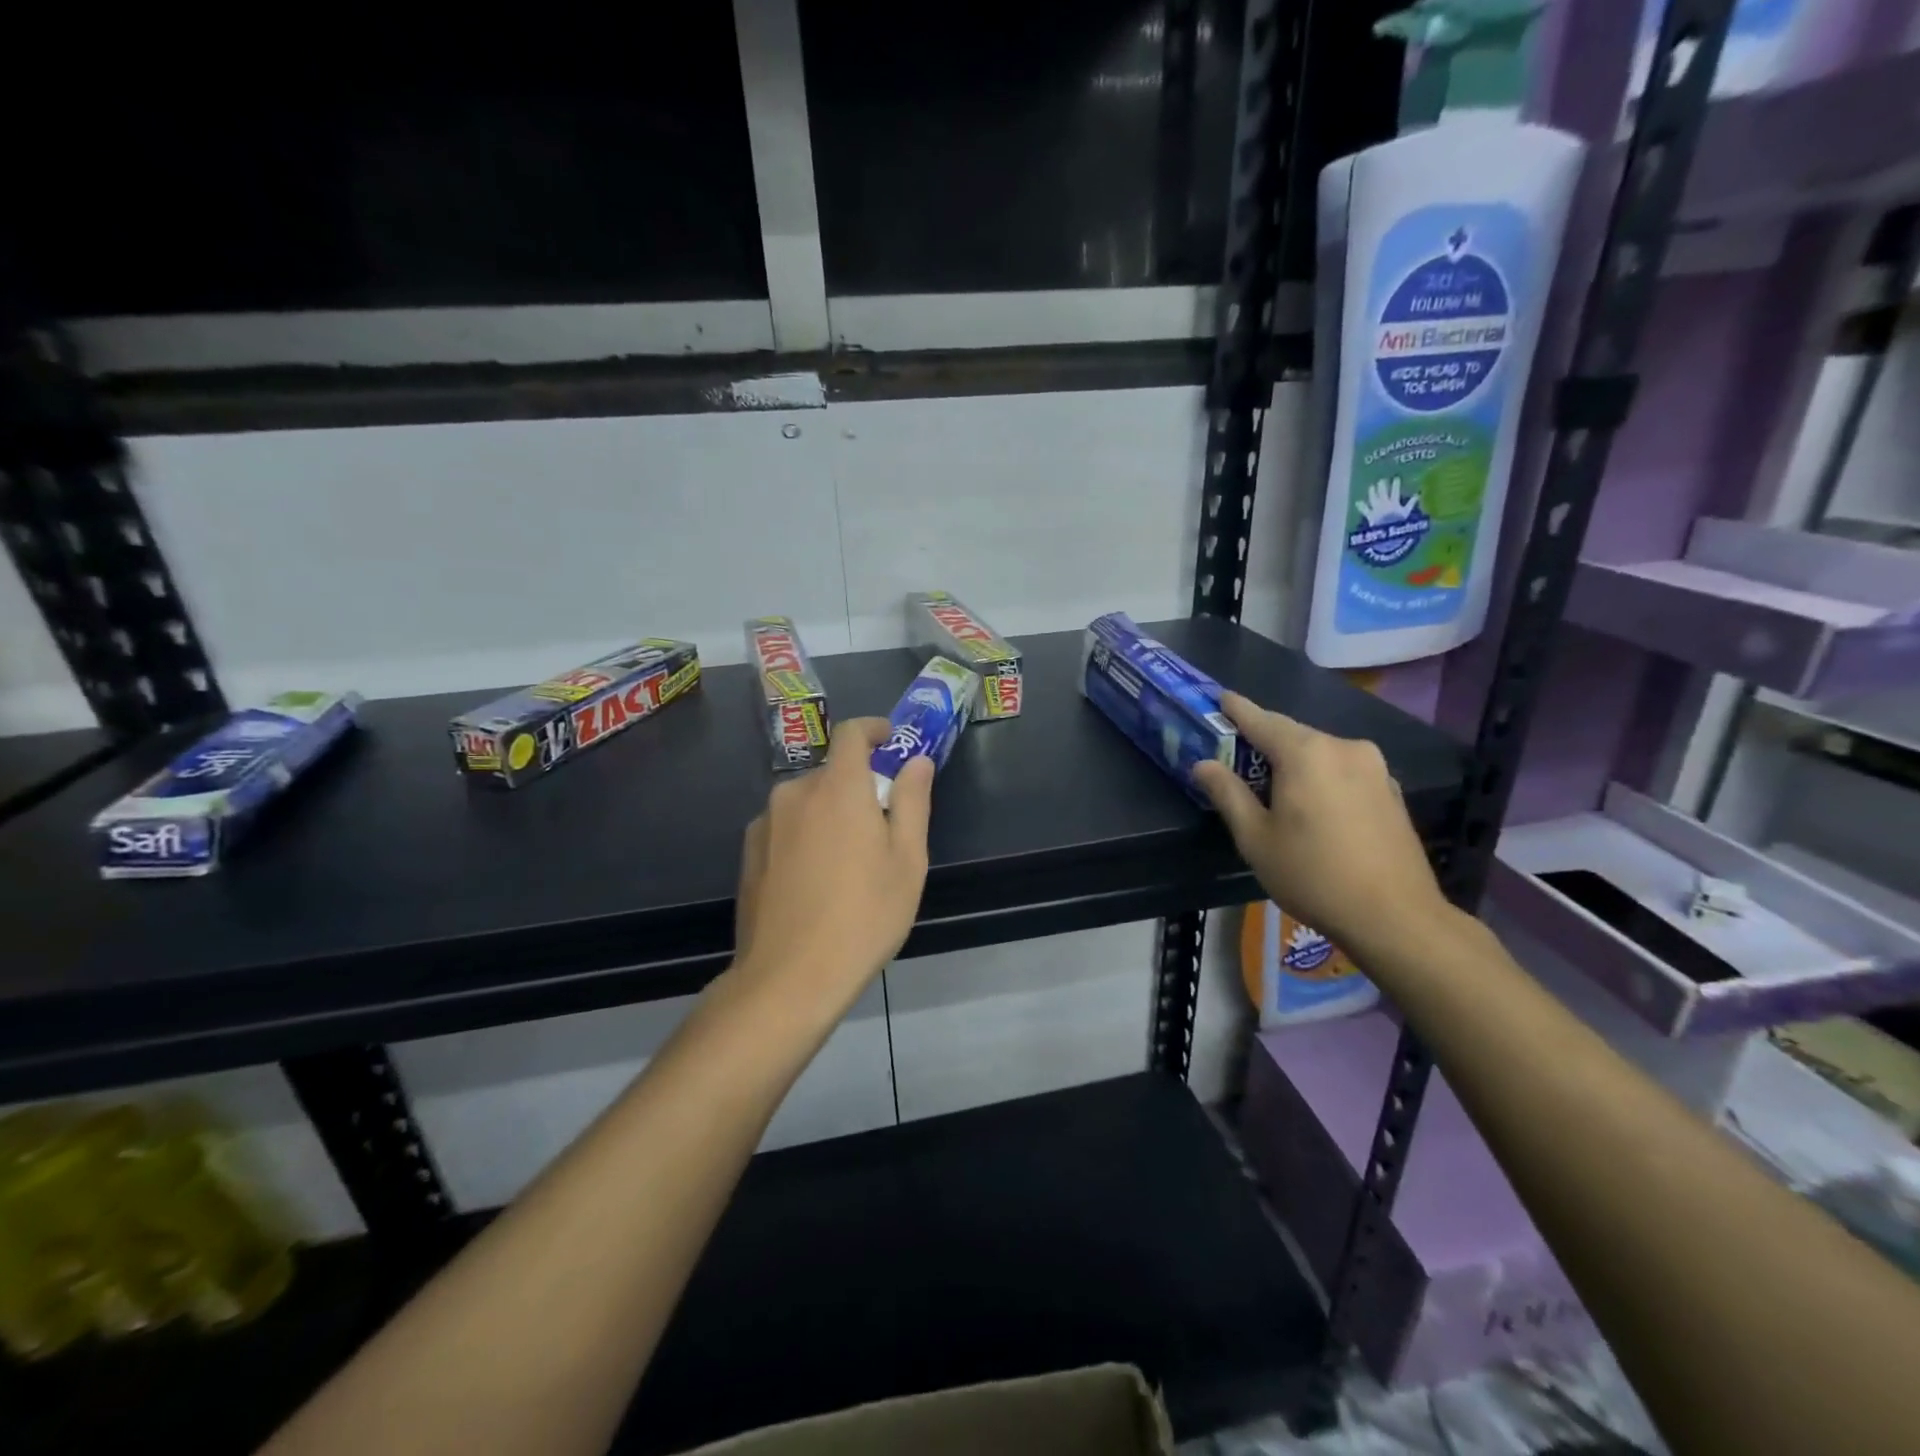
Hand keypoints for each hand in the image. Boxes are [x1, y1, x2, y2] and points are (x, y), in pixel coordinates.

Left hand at [731, 718, 934, 1016]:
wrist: (789, 977)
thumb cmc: (863, 915)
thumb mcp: (907, 860)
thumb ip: (912, 800)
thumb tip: (915, 760)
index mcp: (837, 787)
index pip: (852, 733)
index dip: (875, 730)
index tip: (892, 743)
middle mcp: (794, 793)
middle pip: (831, 772)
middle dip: (858, 785)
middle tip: (881, 827)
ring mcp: (765, 823)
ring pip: (807, 802)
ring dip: (830, 813)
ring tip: (848, 862)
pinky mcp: (749, 853)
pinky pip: (786, 827)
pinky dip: (806, 835)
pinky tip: (816, 880)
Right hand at [1193, 692, 1449, 960]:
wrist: (1395, 916)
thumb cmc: (1313, 874)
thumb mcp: (1255, 838)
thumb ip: (1228, 794)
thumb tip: (1204, 764)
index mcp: (1306, 753)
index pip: (1261, 720)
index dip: (1237, 710)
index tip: (1220, 698)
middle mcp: (1343, 748)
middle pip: (1293, 734)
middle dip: (1264, 740)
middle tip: (1238, 753)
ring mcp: (1374, 767)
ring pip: (1321, 752)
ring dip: (1295, 761)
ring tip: (1274, 784)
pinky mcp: (1391, 789)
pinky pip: (1344, 770)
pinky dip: (1322, 776)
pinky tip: (1314, 803)